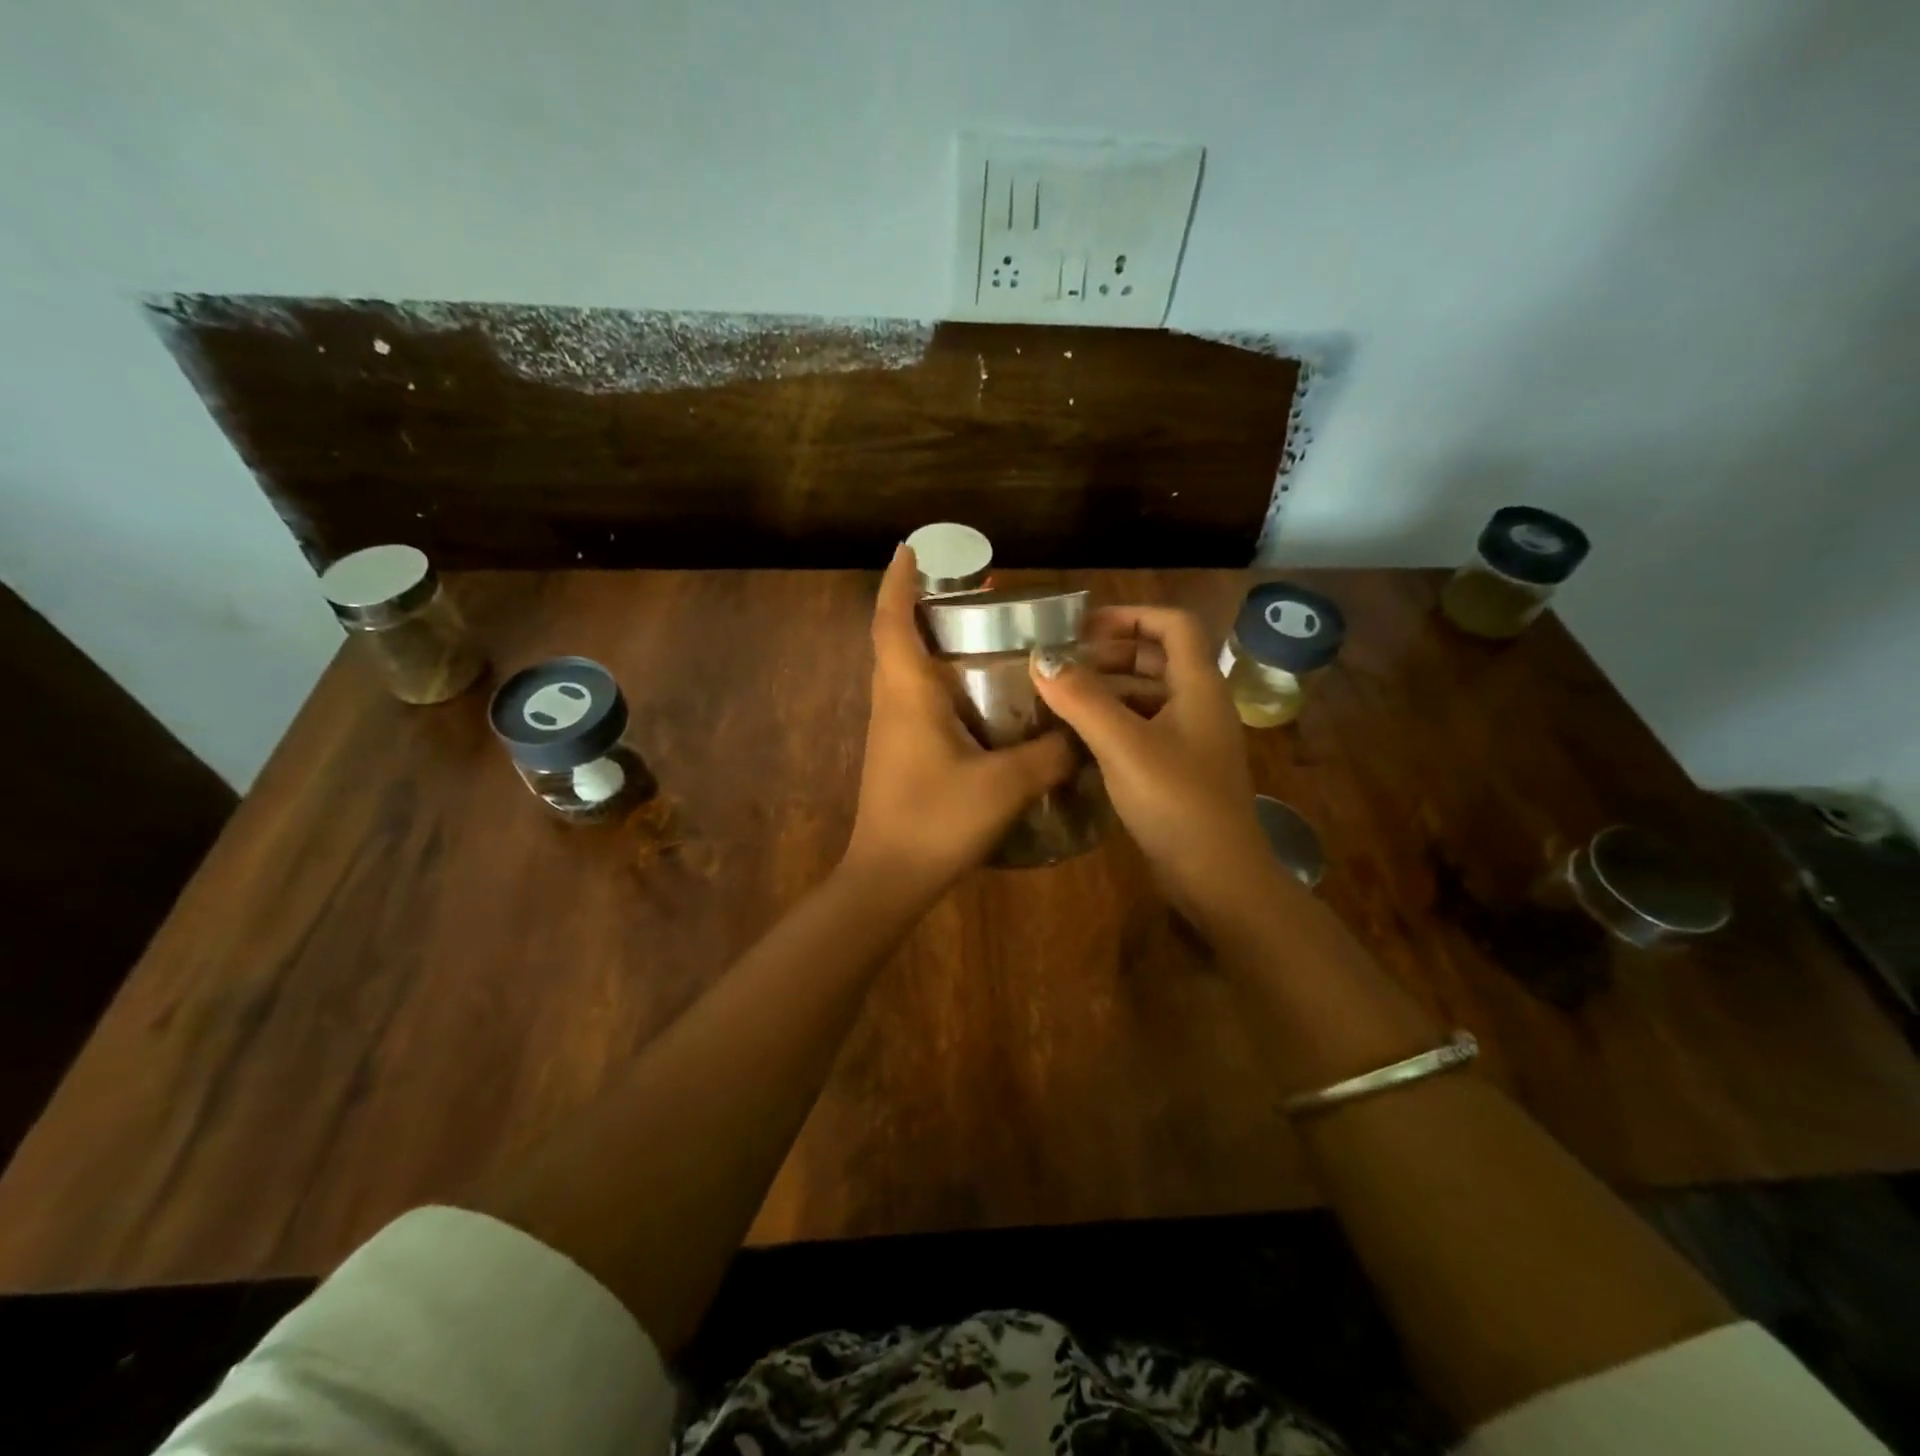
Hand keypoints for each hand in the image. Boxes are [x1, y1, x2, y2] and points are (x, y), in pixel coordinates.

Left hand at [843, 545, 1074, 894]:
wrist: (889, 878)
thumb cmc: (937, 820)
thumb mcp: (1005, 785)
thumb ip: (1050, 753)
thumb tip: (1082, 733)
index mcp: (907, 693)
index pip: (893, 621)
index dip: (899, 581)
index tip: (911, 549)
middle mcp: (892, 702)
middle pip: (899, 638)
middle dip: (926, 606)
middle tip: (973, 591)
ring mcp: (891, 729)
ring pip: (907, 669)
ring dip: (934, 643)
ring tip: (982, 633)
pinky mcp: (899, 752)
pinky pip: (917, 699)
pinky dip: (941, 680)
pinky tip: (981, 696)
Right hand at [1030, 606, 1268, 915]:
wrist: (1217, 876)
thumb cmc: (1176, 800)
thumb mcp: (1124, 745)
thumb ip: (1082, 699)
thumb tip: (1040, 658)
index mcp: (1198, 686)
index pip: (1173, 625)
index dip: (1131, 616)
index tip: (1082, 627)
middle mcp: (1199, 706)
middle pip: (1157, 659)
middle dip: (1110, 654)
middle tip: (1063, 664)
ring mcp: (1191, 741)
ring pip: (1147, 697)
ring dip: (1107, 691)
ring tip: (1061, 698)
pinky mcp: (1178, 771)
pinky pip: (1143, 730)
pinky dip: (1112, 724)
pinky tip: (1078, 739)